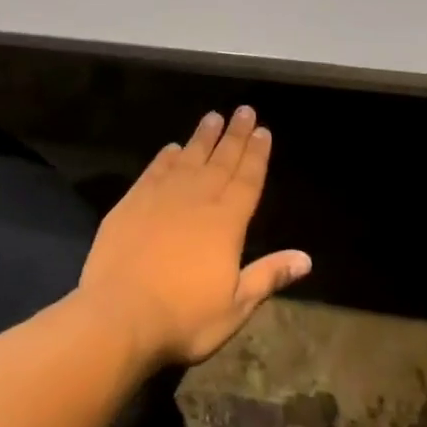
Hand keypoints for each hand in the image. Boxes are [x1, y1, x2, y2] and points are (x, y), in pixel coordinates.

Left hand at [79, 107, 311, 367]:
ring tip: (213, 116)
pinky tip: (172, 147)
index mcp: (226, 223)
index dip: (257, 155)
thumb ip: (268, 276)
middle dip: (235, 135)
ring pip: (188, 158)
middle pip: (221, 161)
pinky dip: (166, 157)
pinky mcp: (132, 202)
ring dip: (202, 137)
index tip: (264, 131)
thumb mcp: (235, 306)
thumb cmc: (184, 317)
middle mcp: (196, 200)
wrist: (119, 314)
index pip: (247, 180)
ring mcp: (161, 197)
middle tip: (244, 110)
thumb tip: (306, 258)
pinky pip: (155, 170)